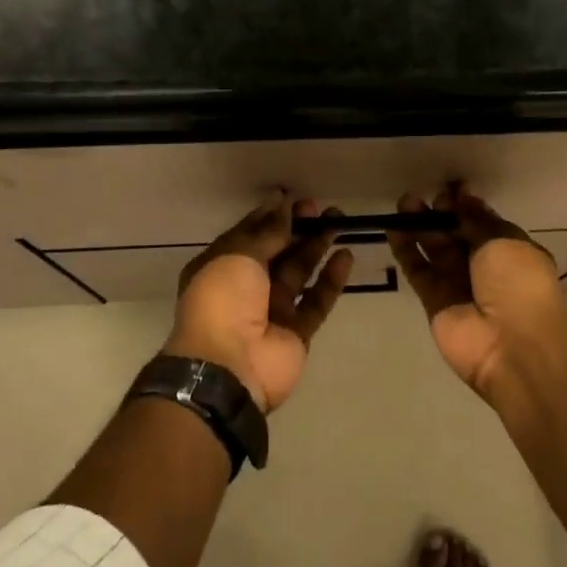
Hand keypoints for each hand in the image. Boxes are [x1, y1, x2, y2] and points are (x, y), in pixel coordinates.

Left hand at [167, 194, 352, 412]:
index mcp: (220, 267)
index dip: (270, 216)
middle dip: (297, 228)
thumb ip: (266, 232)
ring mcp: (272, 311)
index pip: (248, 235)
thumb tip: (281, 201)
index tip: (292, 197)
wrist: (228, 368)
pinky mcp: (296, 332)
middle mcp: (244, 288)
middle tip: (320, 207)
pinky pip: (316, 300)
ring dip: (317, 246)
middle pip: (276, 251)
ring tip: (339, 220)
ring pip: (299, 271)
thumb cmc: (223, 301)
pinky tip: (346, 256)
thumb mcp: (239, 255)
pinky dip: (331, 279)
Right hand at [388, 183, 566, 397]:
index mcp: (510, 250)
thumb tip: (464, 196)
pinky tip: (393, 228)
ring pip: (434, 249)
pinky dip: (406, 250)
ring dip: (419, 226)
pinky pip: (418, 270)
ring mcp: (458, 285)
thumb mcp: (504, 241)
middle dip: (440, 212)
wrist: (514, 347)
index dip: (466, 204)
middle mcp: (484, 267)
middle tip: (422, 195)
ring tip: (403, 203)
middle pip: (456, 233)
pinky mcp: (434, 302)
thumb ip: (477, 219)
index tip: (450, 187)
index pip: (483, 221)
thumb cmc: (519, 285)